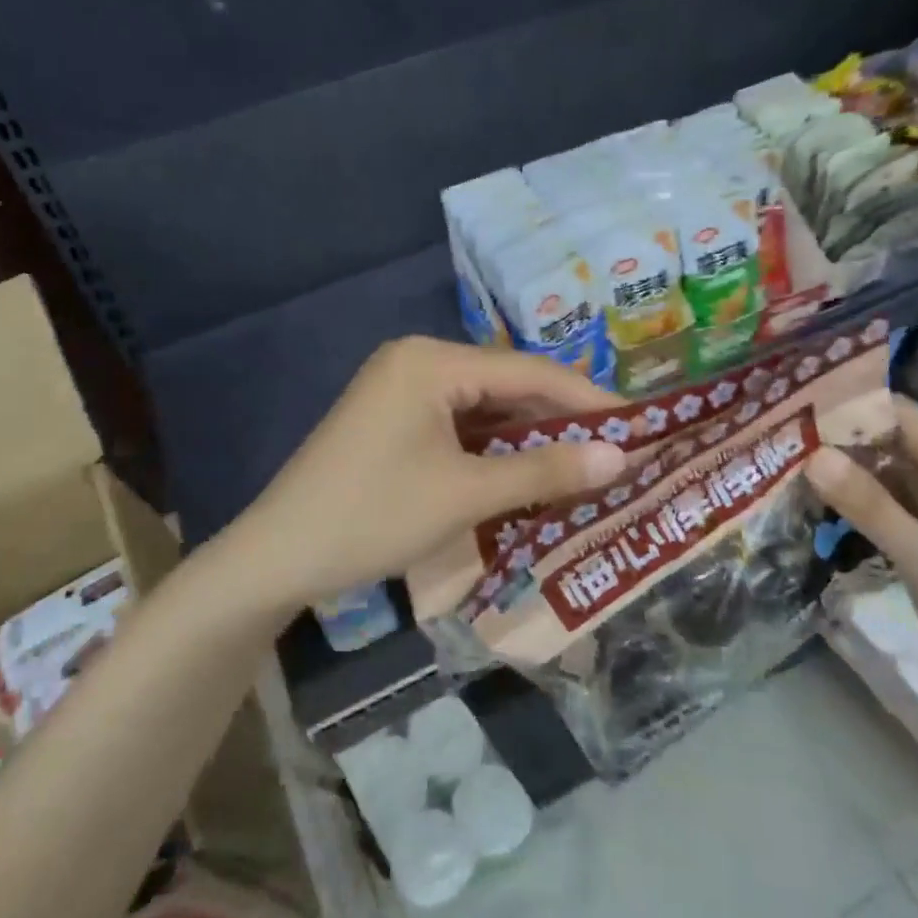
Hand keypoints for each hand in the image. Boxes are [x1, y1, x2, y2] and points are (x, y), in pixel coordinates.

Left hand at [234, 337, 626, 609]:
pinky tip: (526, 473)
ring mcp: (401, 390)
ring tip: (583, 466)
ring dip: (528, 438)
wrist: (278, 557)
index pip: (529, 371)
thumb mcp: (466, 494)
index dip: (587, 401)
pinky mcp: (392, 420)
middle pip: (507, 386)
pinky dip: (492, 449)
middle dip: (558, 421)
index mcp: (431, 361)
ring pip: (484, 408)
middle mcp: (417, 361)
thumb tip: (622, 456)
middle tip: (615, 452)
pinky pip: (458, 426)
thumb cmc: (374, 516)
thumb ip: (545, 470)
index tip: (640, 427)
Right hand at [804, 396, 917, 733]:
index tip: (793, 410)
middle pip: (893, 441)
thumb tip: (813, 455)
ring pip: (890, 472)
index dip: (849, 408)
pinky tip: (819, 500)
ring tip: (787, 462)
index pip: (902, 417)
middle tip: (778, 439)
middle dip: (840, 439)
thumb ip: (869, 506)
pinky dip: (860, 500)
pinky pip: (894, 503)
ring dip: (845, 470)